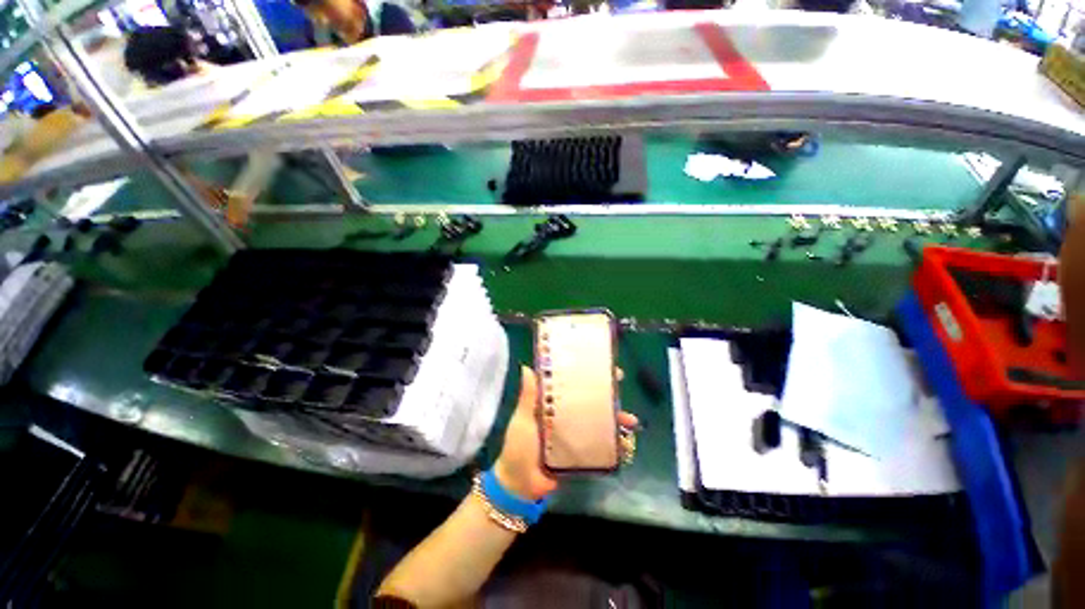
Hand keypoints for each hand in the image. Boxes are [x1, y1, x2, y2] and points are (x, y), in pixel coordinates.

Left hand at [494, 366, 637, 501]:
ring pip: (598, 419)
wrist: (522, 485)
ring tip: (630, 419)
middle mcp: (566, 414)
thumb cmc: (519, 447)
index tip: (597, 363)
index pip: (570, 383)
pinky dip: (614, 441)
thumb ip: (527, 396)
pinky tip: (625, 440)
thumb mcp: (522, 419)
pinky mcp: (581, 450)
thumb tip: (526, 367)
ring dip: (615, 417)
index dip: (583, 373)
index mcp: (552, 403)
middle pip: (588, 399)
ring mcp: (575, 432)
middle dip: (605, 391)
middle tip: (619, 383)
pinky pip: (600, 442)